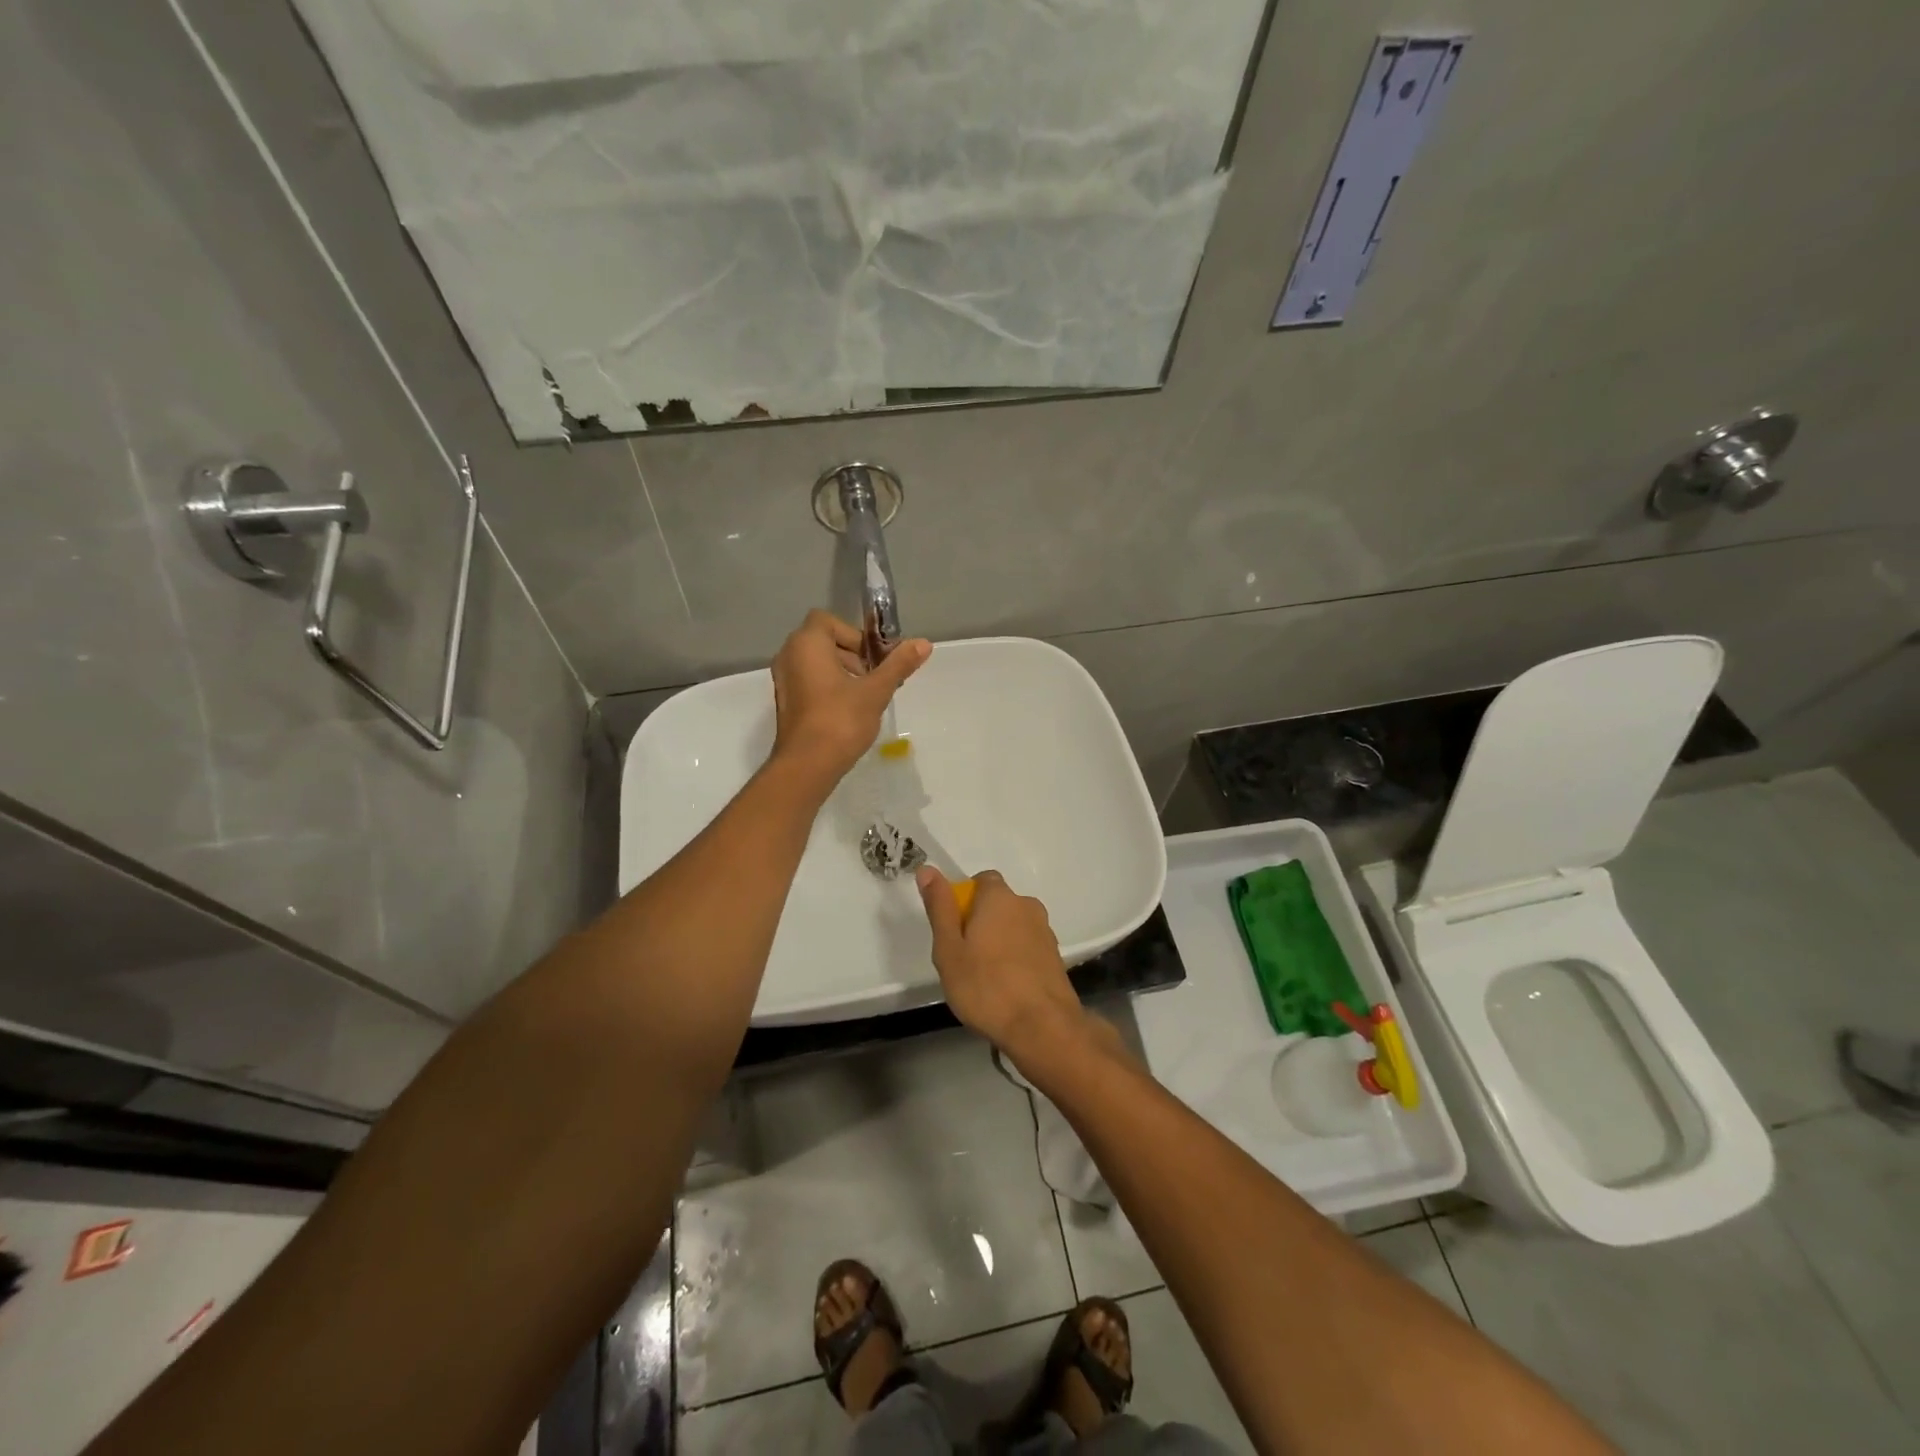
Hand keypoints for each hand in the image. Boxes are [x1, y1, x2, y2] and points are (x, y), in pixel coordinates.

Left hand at [771, 610, 929, 781]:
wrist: (807, 765)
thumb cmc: (840, 720)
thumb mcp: (876, 690)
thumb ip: (898, 664)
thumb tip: (924, 642)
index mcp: (806, 644)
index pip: (827, 621)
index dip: (854, 635)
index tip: (873, 658)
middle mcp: (789, 655)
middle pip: (824, 641)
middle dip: (853, 655)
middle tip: (875, 678)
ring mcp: (784, 679)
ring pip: (817, 662)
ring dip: (843, 672)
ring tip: (866, 697)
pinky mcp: (786, 701)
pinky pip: (809, 681)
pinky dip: (829, 687)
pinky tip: (848, 710)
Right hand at [916, 867, 1087, 1063]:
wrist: (1042, 1027)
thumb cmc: (986, 987)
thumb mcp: (949, 949)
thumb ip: (940, 907)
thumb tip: (927, 869)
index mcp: (999, 898)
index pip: (981, 880)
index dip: (964, 900)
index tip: (953, 930)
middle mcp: (1026, 906)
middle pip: (998, 904)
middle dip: (981, 922)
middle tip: (963, 957)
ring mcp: (1045, 931)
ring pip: (1014, 926)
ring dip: (999, 941)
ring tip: (985, 977)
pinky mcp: (1055, 956)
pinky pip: (1027, 946)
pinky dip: (1016, 958)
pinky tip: (1006, 987)